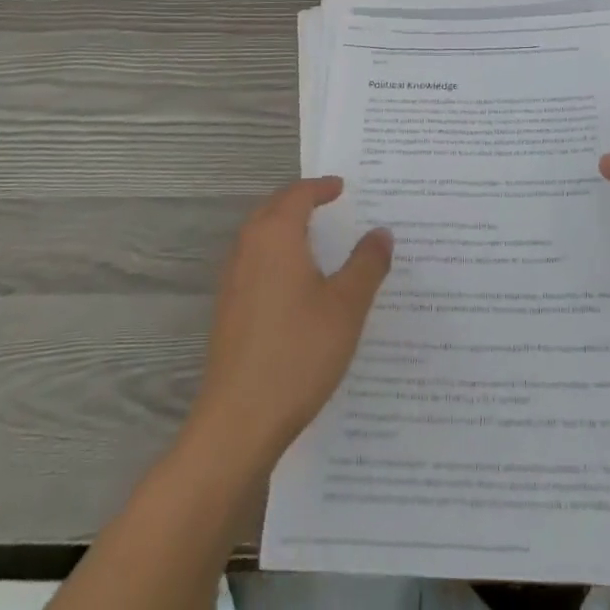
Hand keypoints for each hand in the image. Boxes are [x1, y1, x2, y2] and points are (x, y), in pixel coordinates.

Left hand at [190, 177, 392, 464]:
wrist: (238, 422)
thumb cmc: (298, 353)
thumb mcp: (346, 306)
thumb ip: (367, 264)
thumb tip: (381, 232)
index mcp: (275, 235)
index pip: (298, 194)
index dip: (322, 187)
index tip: (343, 187)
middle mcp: (248, 248)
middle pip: (274, 209)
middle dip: (301, 202)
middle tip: (332, 205)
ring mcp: (233, 280)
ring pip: (261, 236)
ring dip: (286, 228)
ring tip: (319, 239)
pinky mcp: (228, 309)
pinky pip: (255, 263)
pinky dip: (277, 256)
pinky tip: (298, 284)